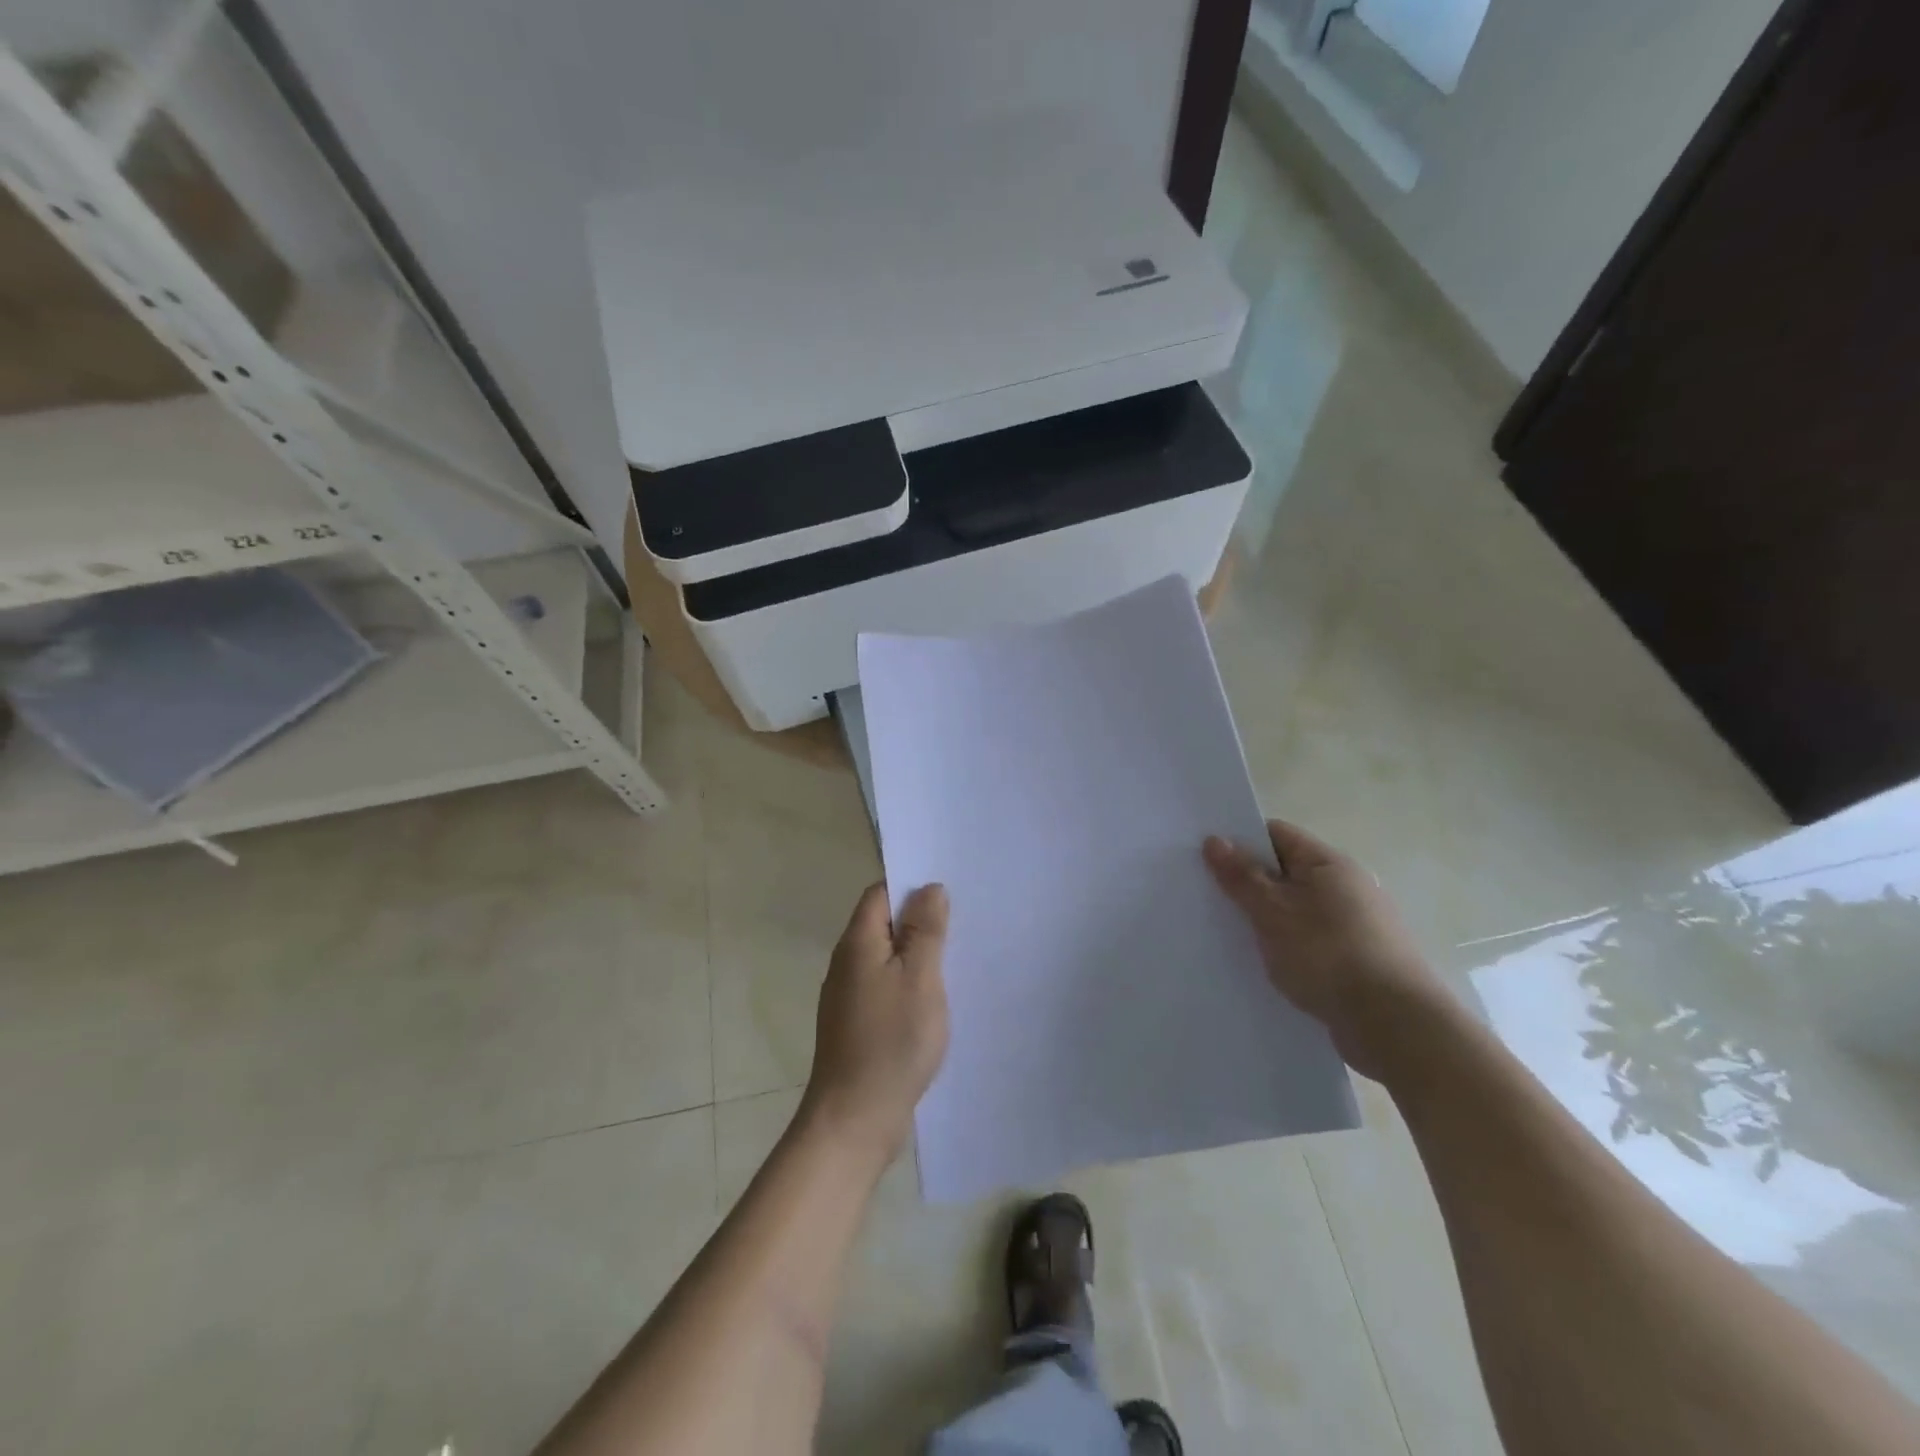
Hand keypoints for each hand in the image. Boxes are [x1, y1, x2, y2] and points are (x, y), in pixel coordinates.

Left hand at [801, 882, 950, 1164]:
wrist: (854, 1119)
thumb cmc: (891, 1042)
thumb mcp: (920, 978)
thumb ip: (925, 930)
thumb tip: (929, 888)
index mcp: (858, 943)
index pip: (880, 893)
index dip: (911, 885)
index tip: (948, 890)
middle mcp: (846, 963)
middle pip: (882, 924)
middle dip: (918, 919)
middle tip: (961, 922)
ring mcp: (848, 996)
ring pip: (886, 957)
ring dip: (915, 953)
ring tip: (954, 958)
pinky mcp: (856, 1024)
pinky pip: (885, 986)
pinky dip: (908, 983)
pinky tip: (933, 999)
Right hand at [1203, 819, 1444, 1081]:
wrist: (1395, 1027)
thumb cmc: (1328, 956)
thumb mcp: (1273, 912)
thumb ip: (1241, 877)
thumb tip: (1215, 839)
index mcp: (1329, 864)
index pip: (1276, 835)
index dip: (1240, 841)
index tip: (1205, 858)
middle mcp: (1347, 887)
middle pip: (1286, 872)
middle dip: (1249, 883)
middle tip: (1208, 898)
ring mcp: (1357, 925)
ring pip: (1297, 910)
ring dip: (1267, 919)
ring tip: (1230, 935)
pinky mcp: (1359, 961)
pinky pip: (1311, 941)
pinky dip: (1288, 947)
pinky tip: (1267, 965)